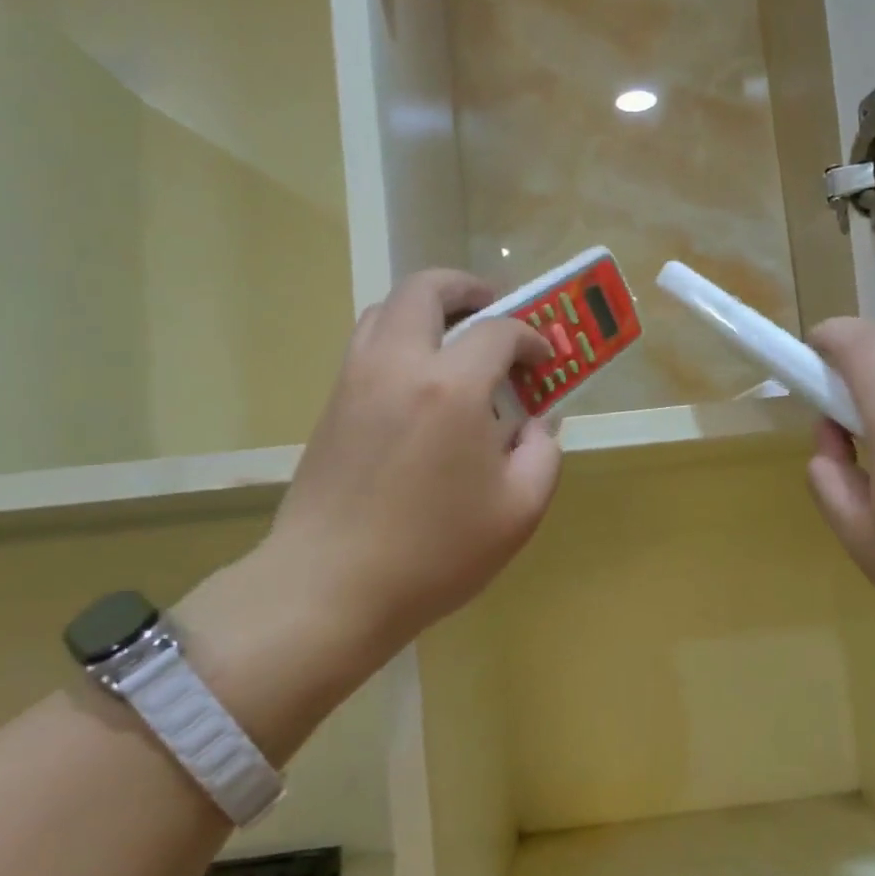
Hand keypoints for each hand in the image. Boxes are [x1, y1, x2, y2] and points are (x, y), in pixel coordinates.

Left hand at [180, 271, 560, 720]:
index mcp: (451, 387)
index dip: (531, 338)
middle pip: (426, 289)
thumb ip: (543, 454)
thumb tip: (538, 423)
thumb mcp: (519, 511)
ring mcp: (356, 380)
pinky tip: (421, 383)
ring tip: (456, 340)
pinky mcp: (331, 404)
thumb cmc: (435, 552)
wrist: (329, 587)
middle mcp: (398, 365)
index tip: (544, 362)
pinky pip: (367, 344)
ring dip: (427, 309)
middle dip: (467, 288)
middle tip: (494, 309)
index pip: (499, 331)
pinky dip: (399, 338)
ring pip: (386, 309)